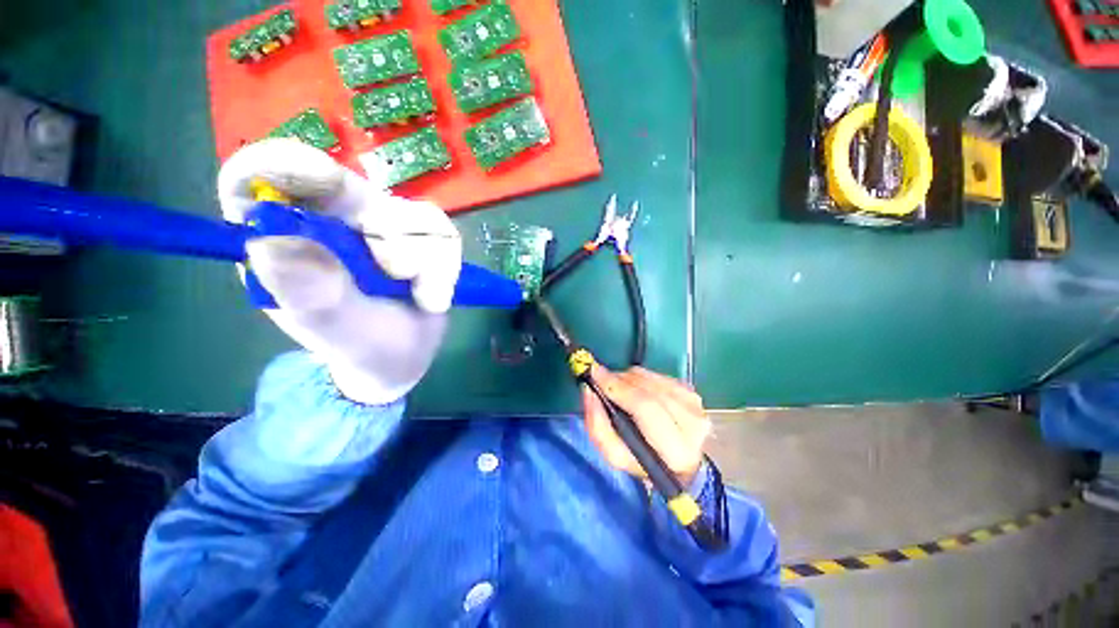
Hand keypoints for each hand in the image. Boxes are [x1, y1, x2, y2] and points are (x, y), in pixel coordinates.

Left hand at [217, 138, 461, 404]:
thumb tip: (270, 240)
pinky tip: (435, 296)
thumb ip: (309, 293)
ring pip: (410, 212)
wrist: (404, 356)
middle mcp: (328, 221)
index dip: (284, 166)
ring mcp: (376, 224)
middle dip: (390, 232)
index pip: (260, 178)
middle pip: (353, 188)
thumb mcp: (334, 330)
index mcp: (282, 238)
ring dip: (427, 262)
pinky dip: (446, 268)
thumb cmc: (360, 348)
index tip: (323, 181)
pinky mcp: (416, 234)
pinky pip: (442, 232)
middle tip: (402, 273)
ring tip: (423, 299)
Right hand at [581, 366, 711, 484]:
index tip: (594, 373)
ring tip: (618, 389)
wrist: (679, 464)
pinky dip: (639, 378)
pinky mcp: (691, 391)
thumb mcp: (616, 455)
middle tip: (600, 378)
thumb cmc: (643, 462)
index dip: (617, 387)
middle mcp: (692, 423)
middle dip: (618, 380)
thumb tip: (589, 390)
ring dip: (627, 378)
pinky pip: (657, 375)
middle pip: (647, 389)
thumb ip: (598, 426)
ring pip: (650, 378)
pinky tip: (635, 389)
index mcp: (676, 450)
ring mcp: (695, 404)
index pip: (645, 407)